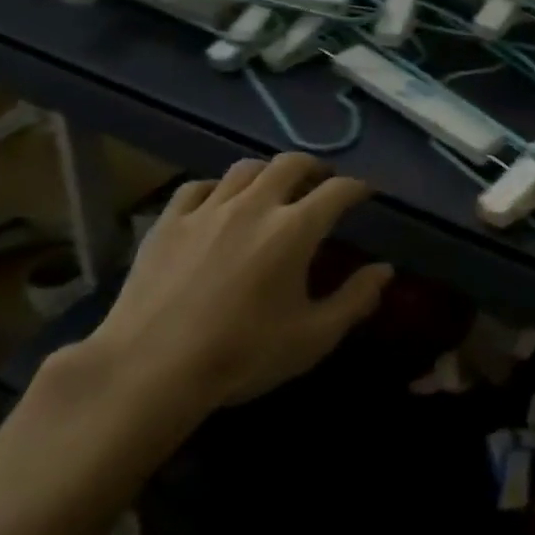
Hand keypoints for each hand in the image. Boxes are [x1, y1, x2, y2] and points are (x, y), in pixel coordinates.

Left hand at [73, 155, 392, 441]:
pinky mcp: (169, 221)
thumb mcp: (312, 338)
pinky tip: (219, 203)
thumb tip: (385, 270)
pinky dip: (218, 188)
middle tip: (322, 182)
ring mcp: (208, 209)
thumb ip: (355, 300)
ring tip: (273, 188)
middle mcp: (255, 205)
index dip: (358, 188)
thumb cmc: (241, 356)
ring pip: (246, 168)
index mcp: (295, 229)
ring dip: (269, 173)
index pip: (338, 190)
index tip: (366, 193)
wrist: (149, 371)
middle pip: (292, 163)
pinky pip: (199, 186)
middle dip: (315, 167)